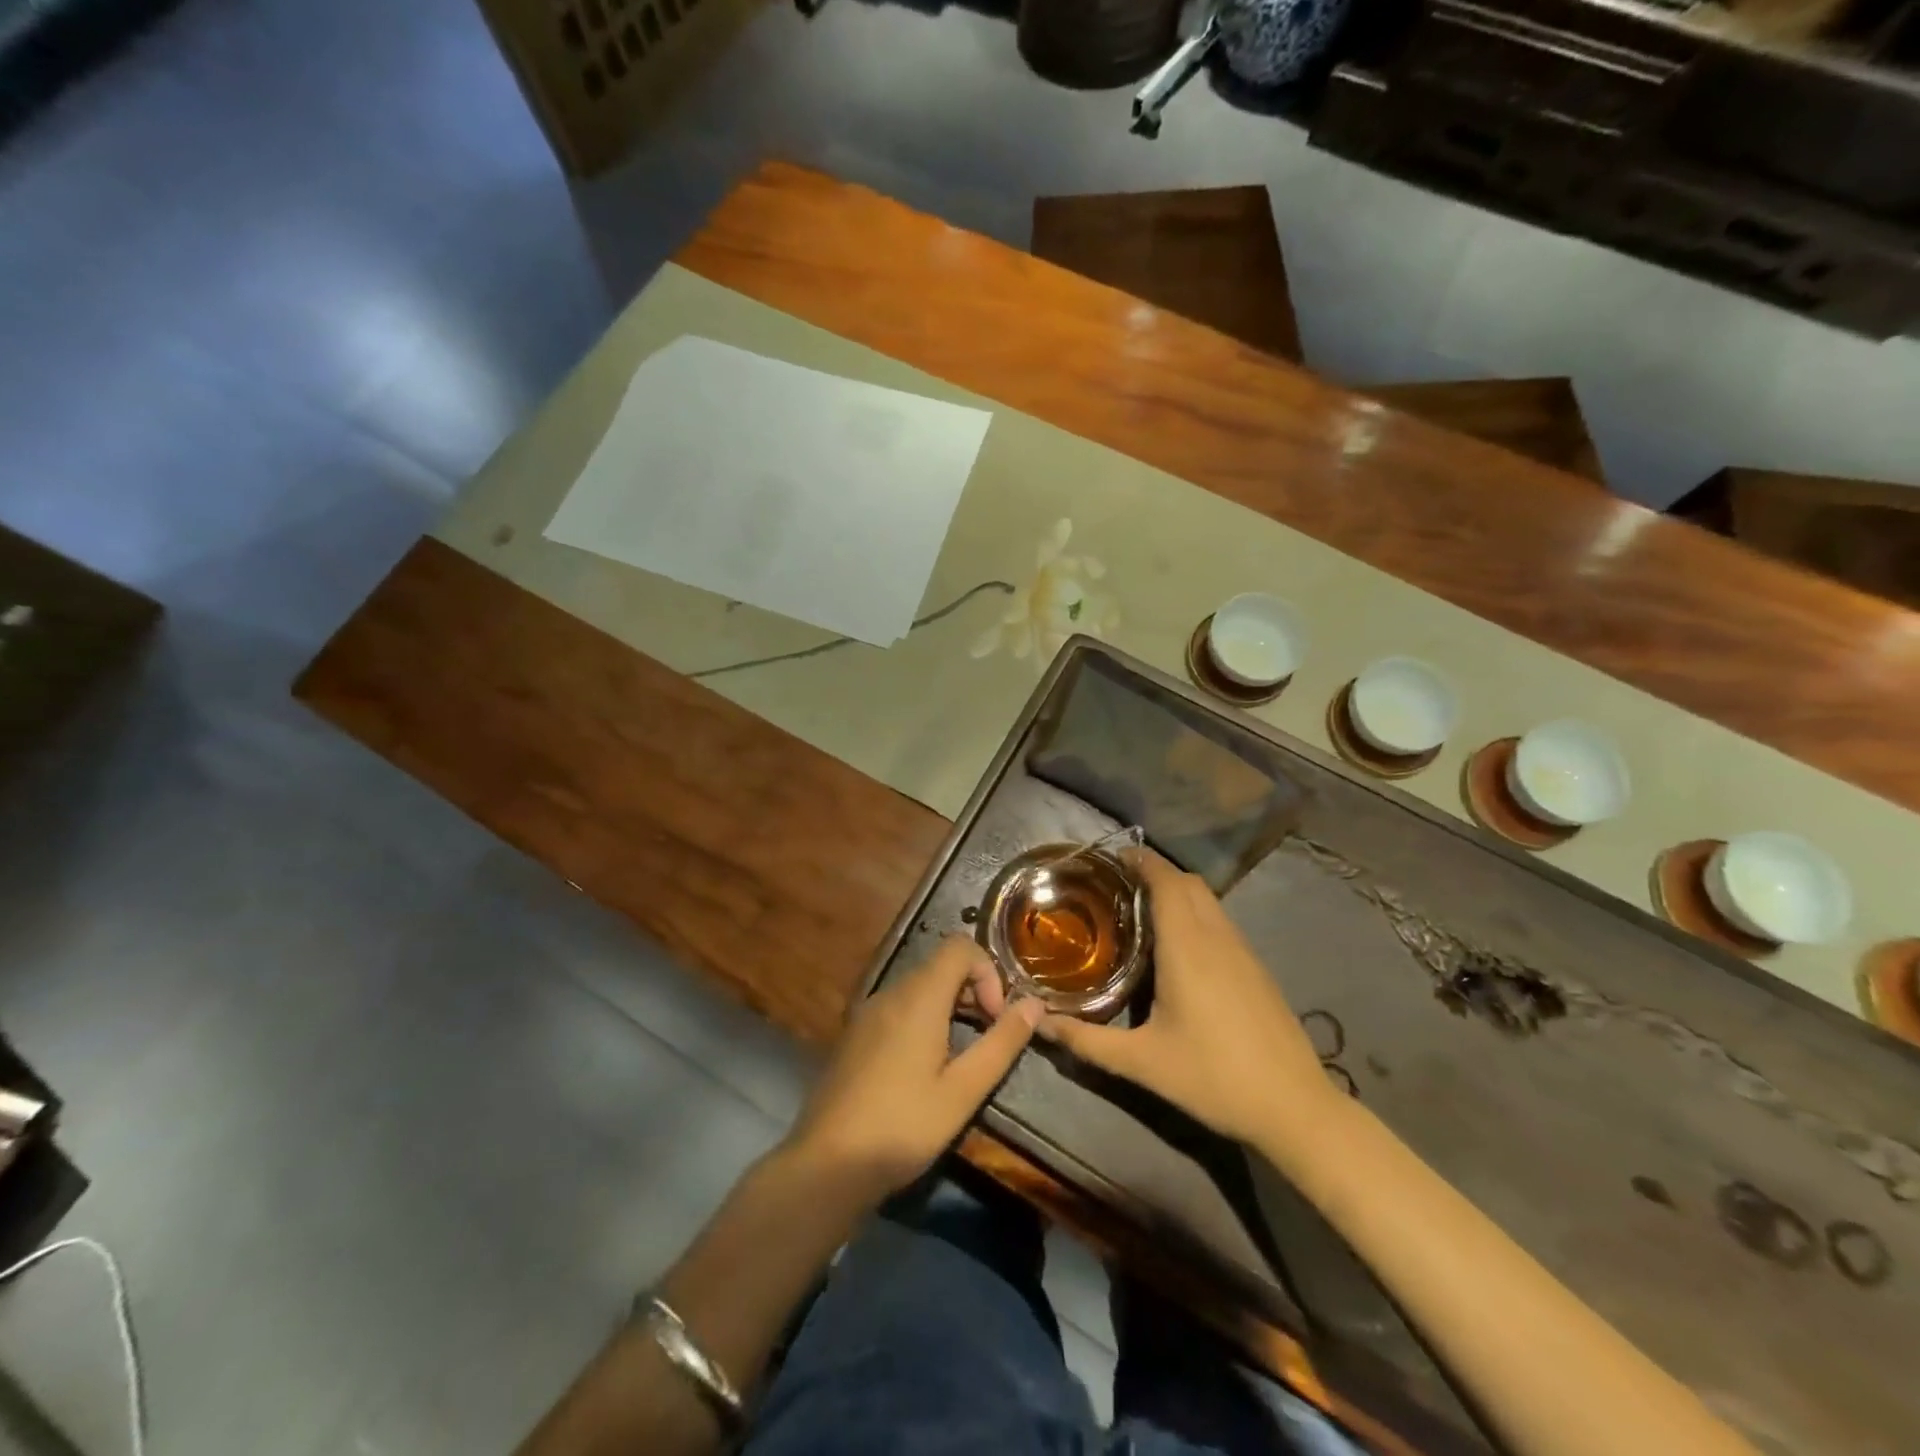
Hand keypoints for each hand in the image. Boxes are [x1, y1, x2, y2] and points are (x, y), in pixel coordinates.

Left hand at [784, 935, 1042, 1202]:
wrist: (827, 1163)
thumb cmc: (903, 1126)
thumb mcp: (963, 1091)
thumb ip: (1001, 1043)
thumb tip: (1034, 1003)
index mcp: (918, 997)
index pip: (960, 946)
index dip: (988, 971)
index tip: (995, 1017)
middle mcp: (891, 992)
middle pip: (941, 965)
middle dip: (974, 990)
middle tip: (987, 1038)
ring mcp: (869, 1011)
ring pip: (920, 985)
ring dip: (951, 1006)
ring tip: (961, 1055)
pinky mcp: (856, 1032)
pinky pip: (900, 1006)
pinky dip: (924, 1017)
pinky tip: (926, 1065)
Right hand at [1040, 850, 1336, 1148]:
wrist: (1295, 1108)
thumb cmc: (1213, 1078)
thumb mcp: (1142, 1063)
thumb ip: (1086, 1041)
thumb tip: (1039, 1023)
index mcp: (1187, 947)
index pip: (1166, 881)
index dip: (1141, 860)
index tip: (1111, 857)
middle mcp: (1217, 937)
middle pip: (1188, 882)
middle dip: (1155, 872)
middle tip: (1118, 885)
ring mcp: (1243, 951)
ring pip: (1209, 900)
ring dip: (1178, 891)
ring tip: (1142, 910)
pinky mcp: (1257, 968)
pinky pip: (1221, 921)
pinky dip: (1196, 913)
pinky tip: (1180, 947)